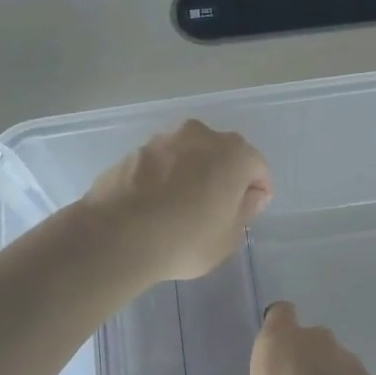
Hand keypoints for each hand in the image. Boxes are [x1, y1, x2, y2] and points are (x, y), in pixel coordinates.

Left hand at [81, 120, 271, 281]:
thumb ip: (245, 211)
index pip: (257, 167)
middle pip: (221, 154)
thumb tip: (249, 196)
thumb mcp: (228, 237)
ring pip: (187, 156)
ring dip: (190, 174)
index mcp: (233, 153)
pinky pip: (159, 165)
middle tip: (217, 208)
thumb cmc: (187, 238)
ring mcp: (162, 140)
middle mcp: (200, 136)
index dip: (257, 191)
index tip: (249, 212)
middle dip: (222, 176)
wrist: (117, 235)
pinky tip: (154, 206)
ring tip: (181, 208)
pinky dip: (162, 179)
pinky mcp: (132, 152)